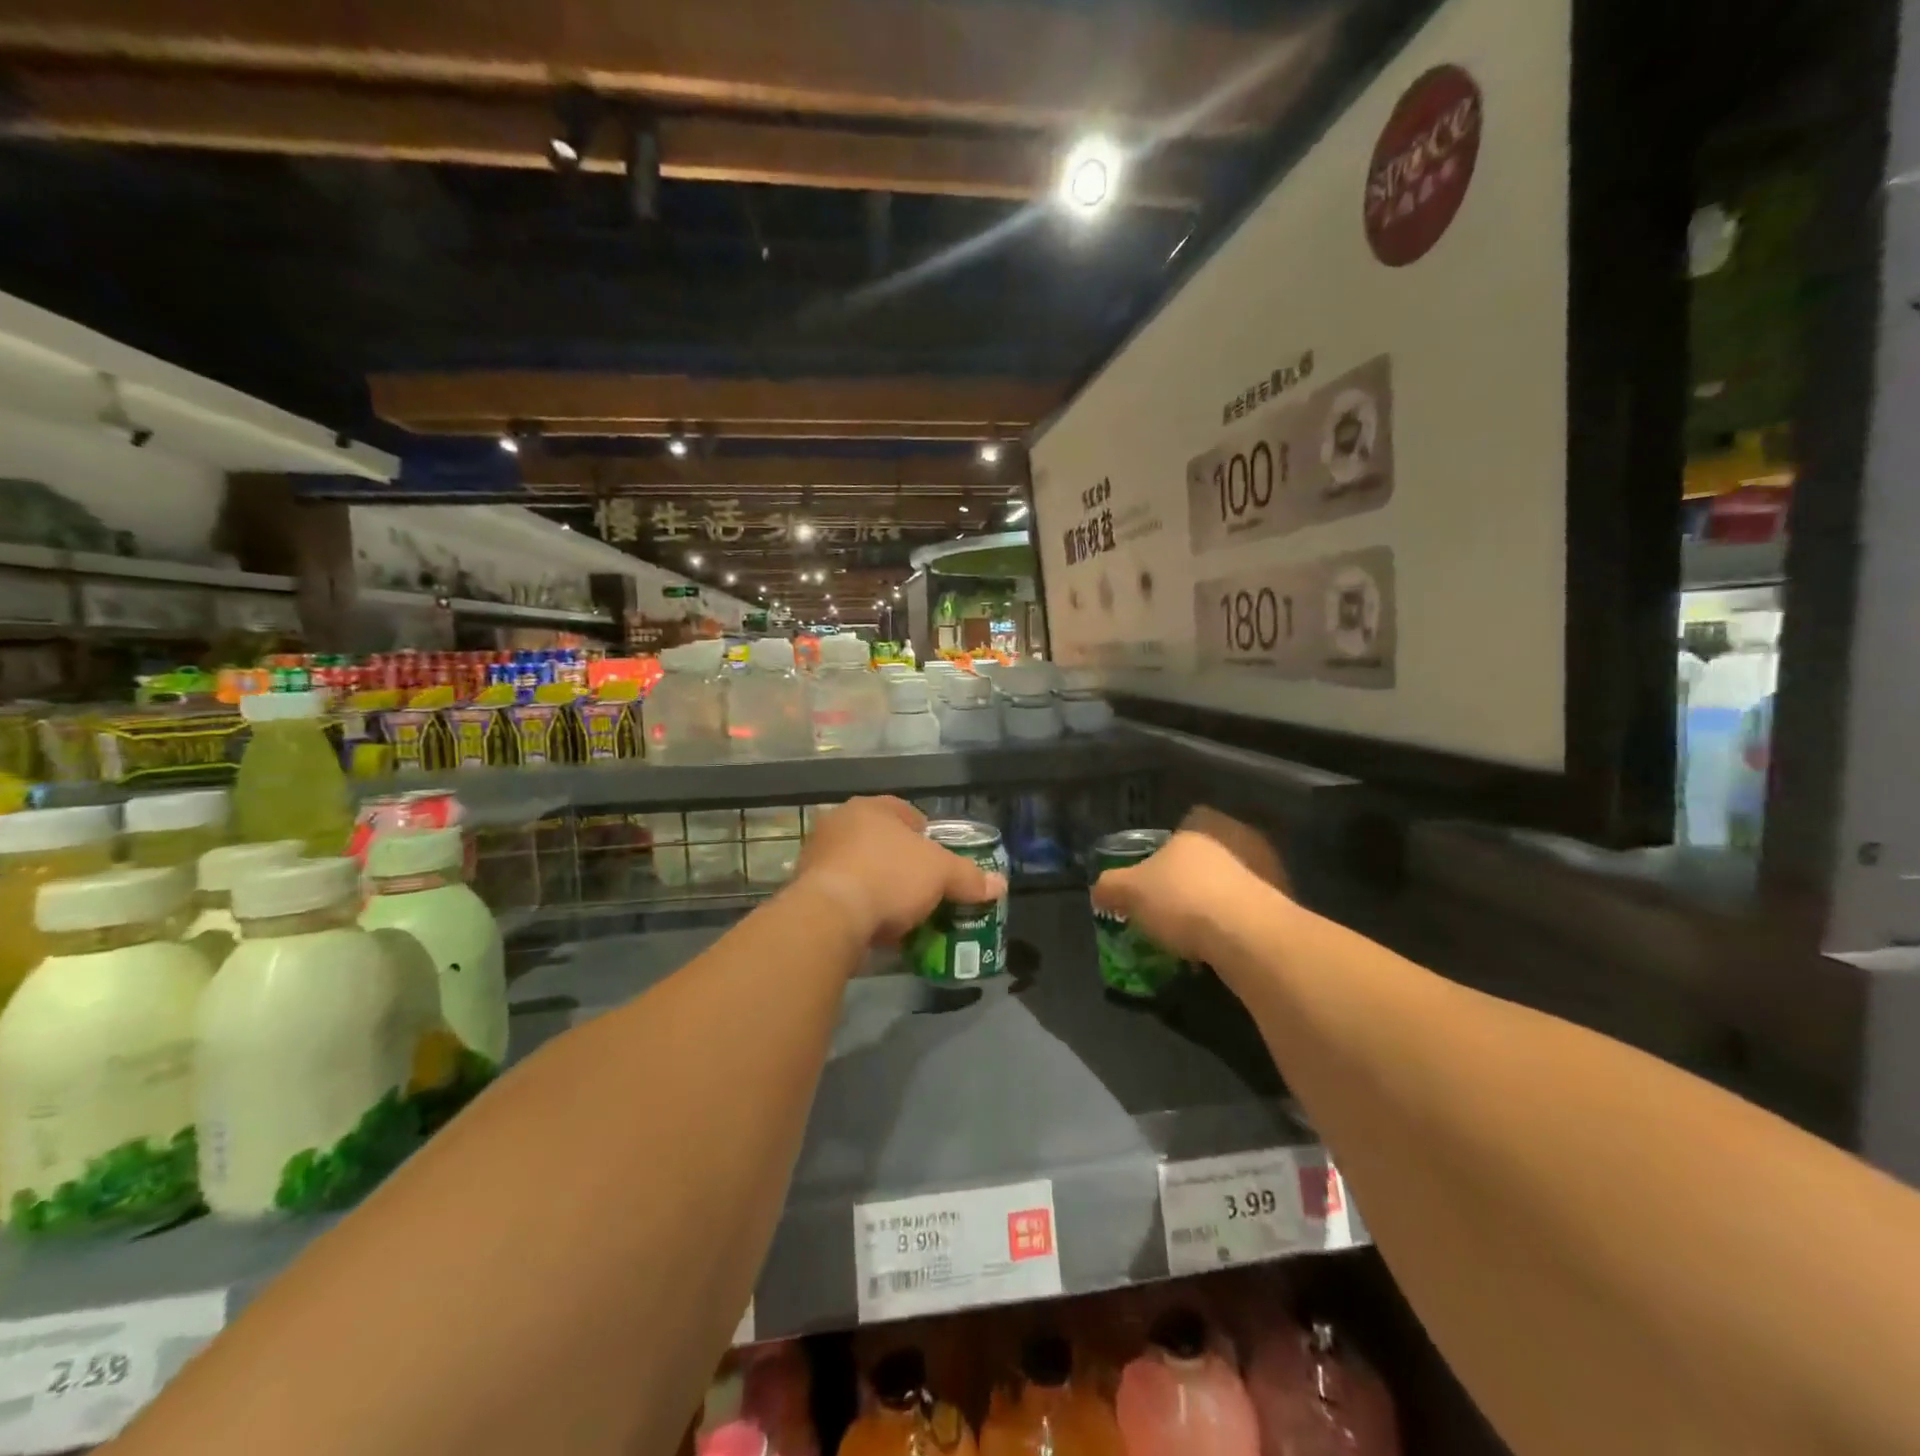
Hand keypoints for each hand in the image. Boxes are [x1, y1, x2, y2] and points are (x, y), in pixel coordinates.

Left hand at [793, 797, 1004, 946]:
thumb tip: (1000, 884)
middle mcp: (839, 823)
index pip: (905, 812)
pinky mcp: (803, 889)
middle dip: (902, 863)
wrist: (829, 916)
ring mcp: (817, 856)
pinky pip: (842, 894)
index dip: (927, 834)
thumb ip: (969, 877)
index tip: (939, 860)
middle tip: (923, 887)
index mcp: (870, 807)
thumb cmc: (889, 877)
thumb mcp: (941, 875)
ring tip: (901, 913)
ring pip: (859, 868)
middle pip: (881, 841)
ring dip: (879, 886)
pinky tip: (876, 927)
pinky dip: (859, 907)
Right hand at [1091, 806, 1286, 962]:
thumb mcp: (1129, 891)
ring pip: (1231, 882)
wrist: (1249, 938)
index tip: (1153, 874)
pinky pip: (1248, 910)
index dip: (1167, 847)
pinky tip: (1217, 944)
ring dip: (1214, 901)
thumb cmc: (1184, 899)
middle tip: (1169, 903)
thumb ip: (1111, 886)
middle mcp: (1237, 840)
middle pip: (1208, 854)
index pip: (1185, 822)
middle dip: (1191, 875)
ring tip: (1192, 930)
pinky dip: (1233, 924)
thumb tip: (1099, 890)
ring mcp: (1266, 872)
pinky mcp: (1284, 906)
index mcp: (1201, 826)